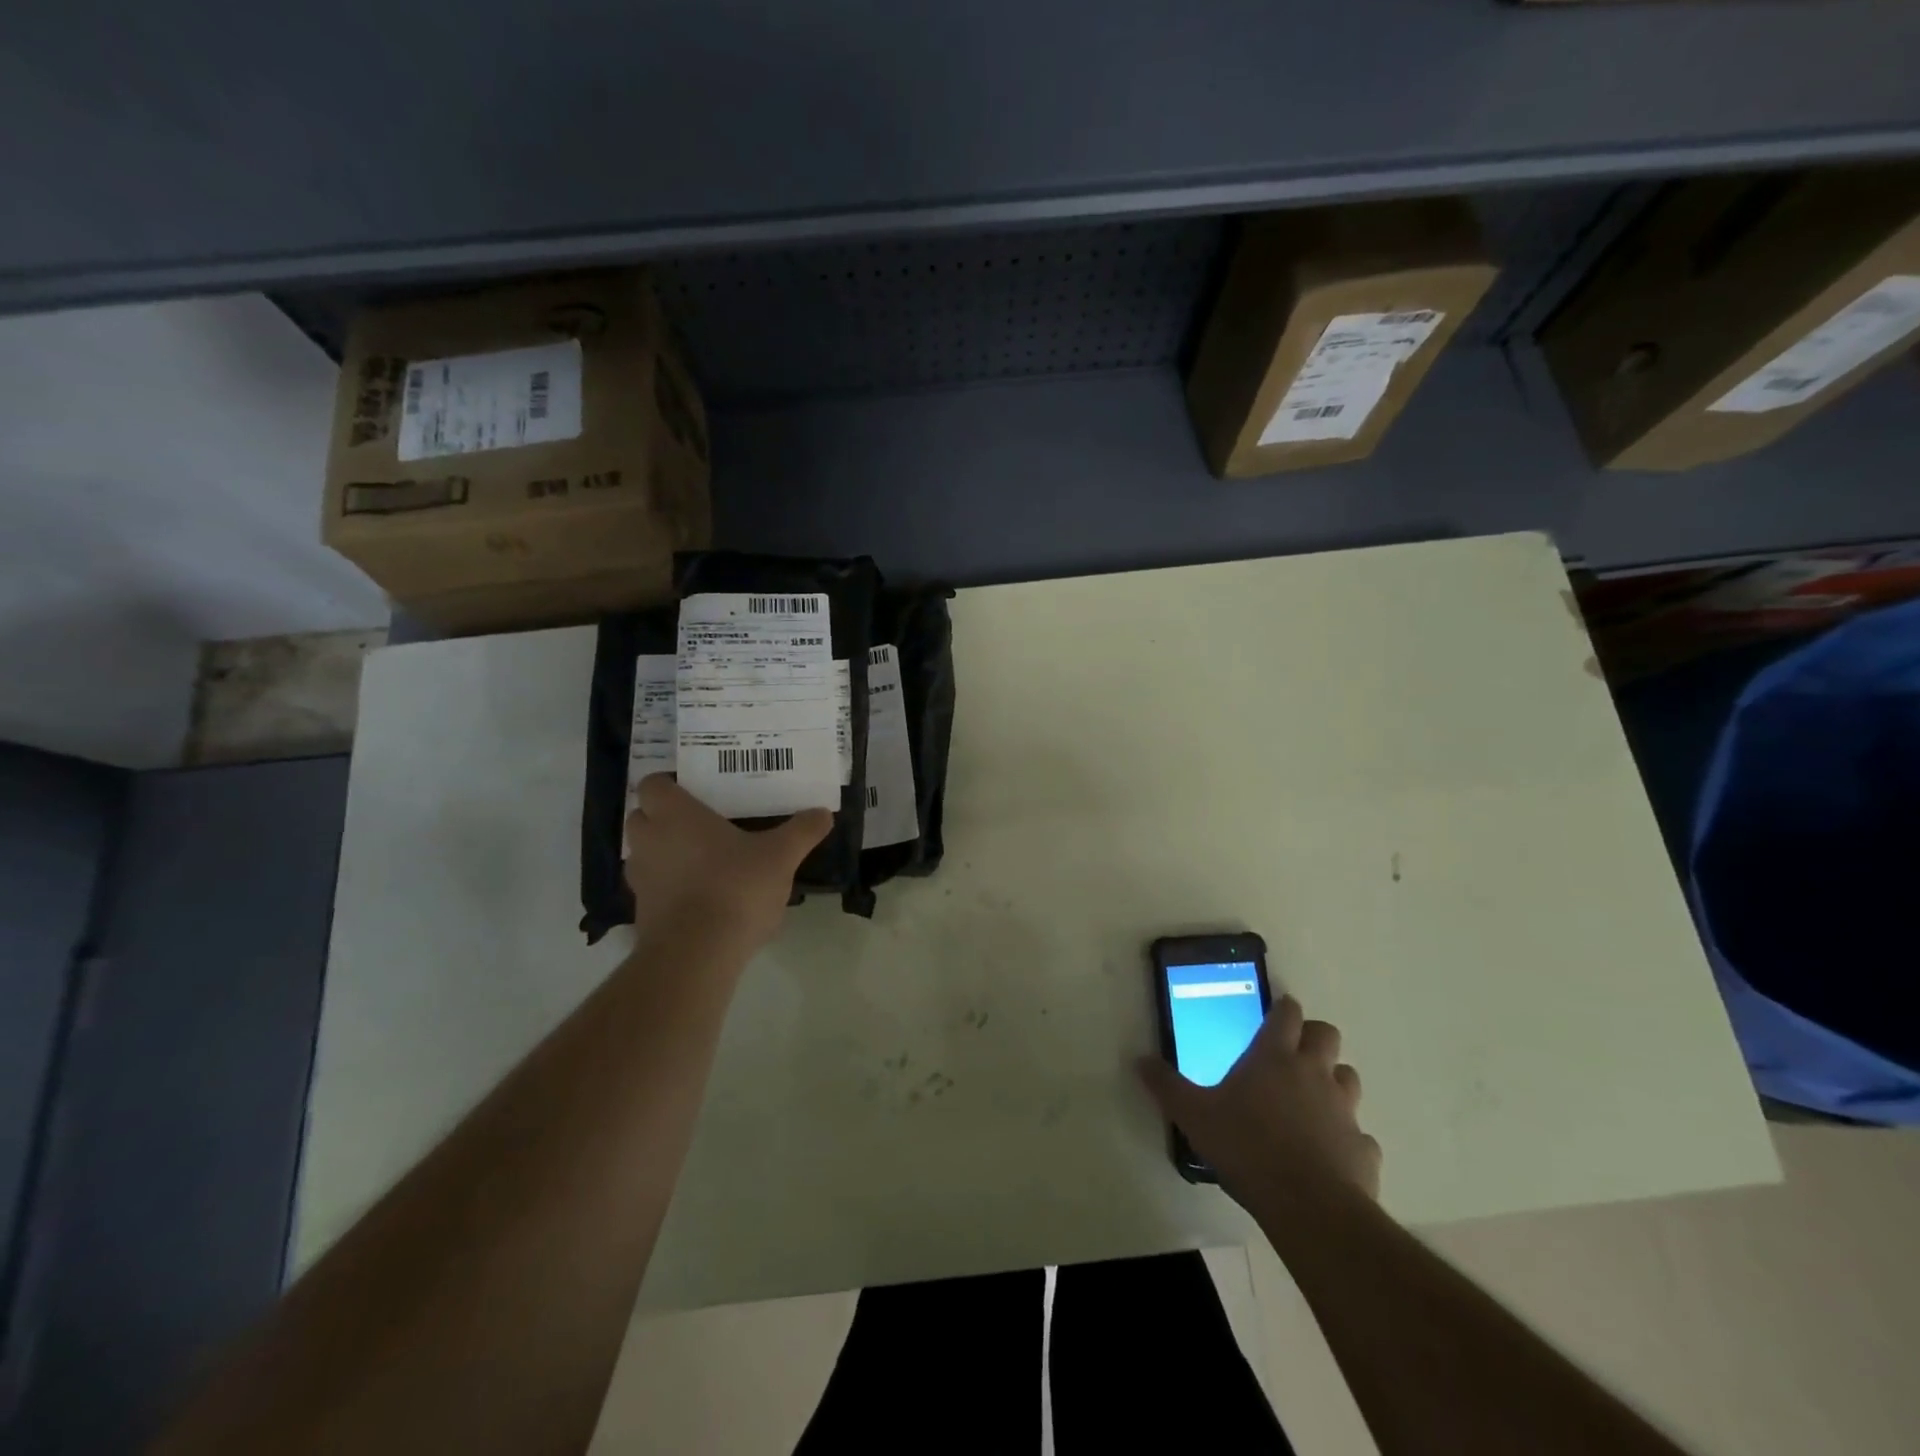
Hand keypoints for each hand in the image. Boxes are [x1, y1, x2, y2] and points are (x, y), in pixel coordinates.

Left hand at [624, 775, 832, 951]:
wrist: (697, 954)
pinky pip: (653, 889)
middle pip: (641, 817)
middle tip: (700, 823)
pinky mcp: (642, 914)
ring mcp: (641, 879)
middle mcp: (649, 841)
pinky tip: (702, 897)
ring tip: (702, 861)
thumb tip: (823, 813)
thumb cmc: (735, 887)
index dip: (669, 785)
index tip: (696, 791)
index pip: (653, 785)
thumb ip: (802, 831)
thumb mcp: (781, 856)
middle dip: (663, 818)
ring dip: (664, 854)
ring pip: (644, 854)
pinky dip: (669, 889)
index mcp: (676, 815)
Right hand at [1139, 995, 1380, 1209]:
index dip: (1283, 1009)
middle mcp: (1313, 1073)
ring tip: (1312, 1100)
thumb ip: (1167, 1086)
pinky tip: (1329, 1153)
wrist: (1310, 1207)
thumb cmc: (1246, 1147)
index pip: (1287, 1014)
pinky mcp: (1364, 1148)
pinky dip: (1347, 1137)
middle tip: (1292, 1053)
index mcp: (1273, 1056)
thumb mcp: (1194, 1115)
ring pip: (1348, 1077)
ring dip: (1333, 1081)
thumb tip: (1139, 1060)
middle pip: (1326, 1035)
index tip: (1276, 1013)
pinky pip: (1359, 1134)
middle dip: (1313, 1037)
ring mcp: (1344, 1109)